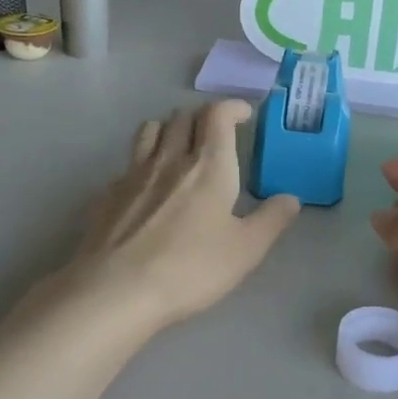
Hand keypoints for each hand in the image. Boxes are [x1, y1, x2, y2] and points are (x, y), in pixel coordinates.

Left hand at [65, 101, 299, 334]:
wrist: (116, 291)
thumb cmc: (191, 268)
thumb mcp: (246, 250)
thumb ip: (271, 220)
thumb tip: (290, 198)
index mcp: (208, 165)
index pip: (217, 114)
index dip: (232, 107)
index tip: (244, 115)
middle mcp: (169, 159)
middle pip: (183, 117)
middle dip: (203, 118)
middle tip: (216, 135)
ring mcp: (133, 175)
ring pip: (150, 131)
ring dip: (169, 130)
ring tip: (179, 148)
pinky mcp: (107, 195)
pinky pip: (128, 164)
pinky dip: (143, 164)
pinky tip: (147, 189)